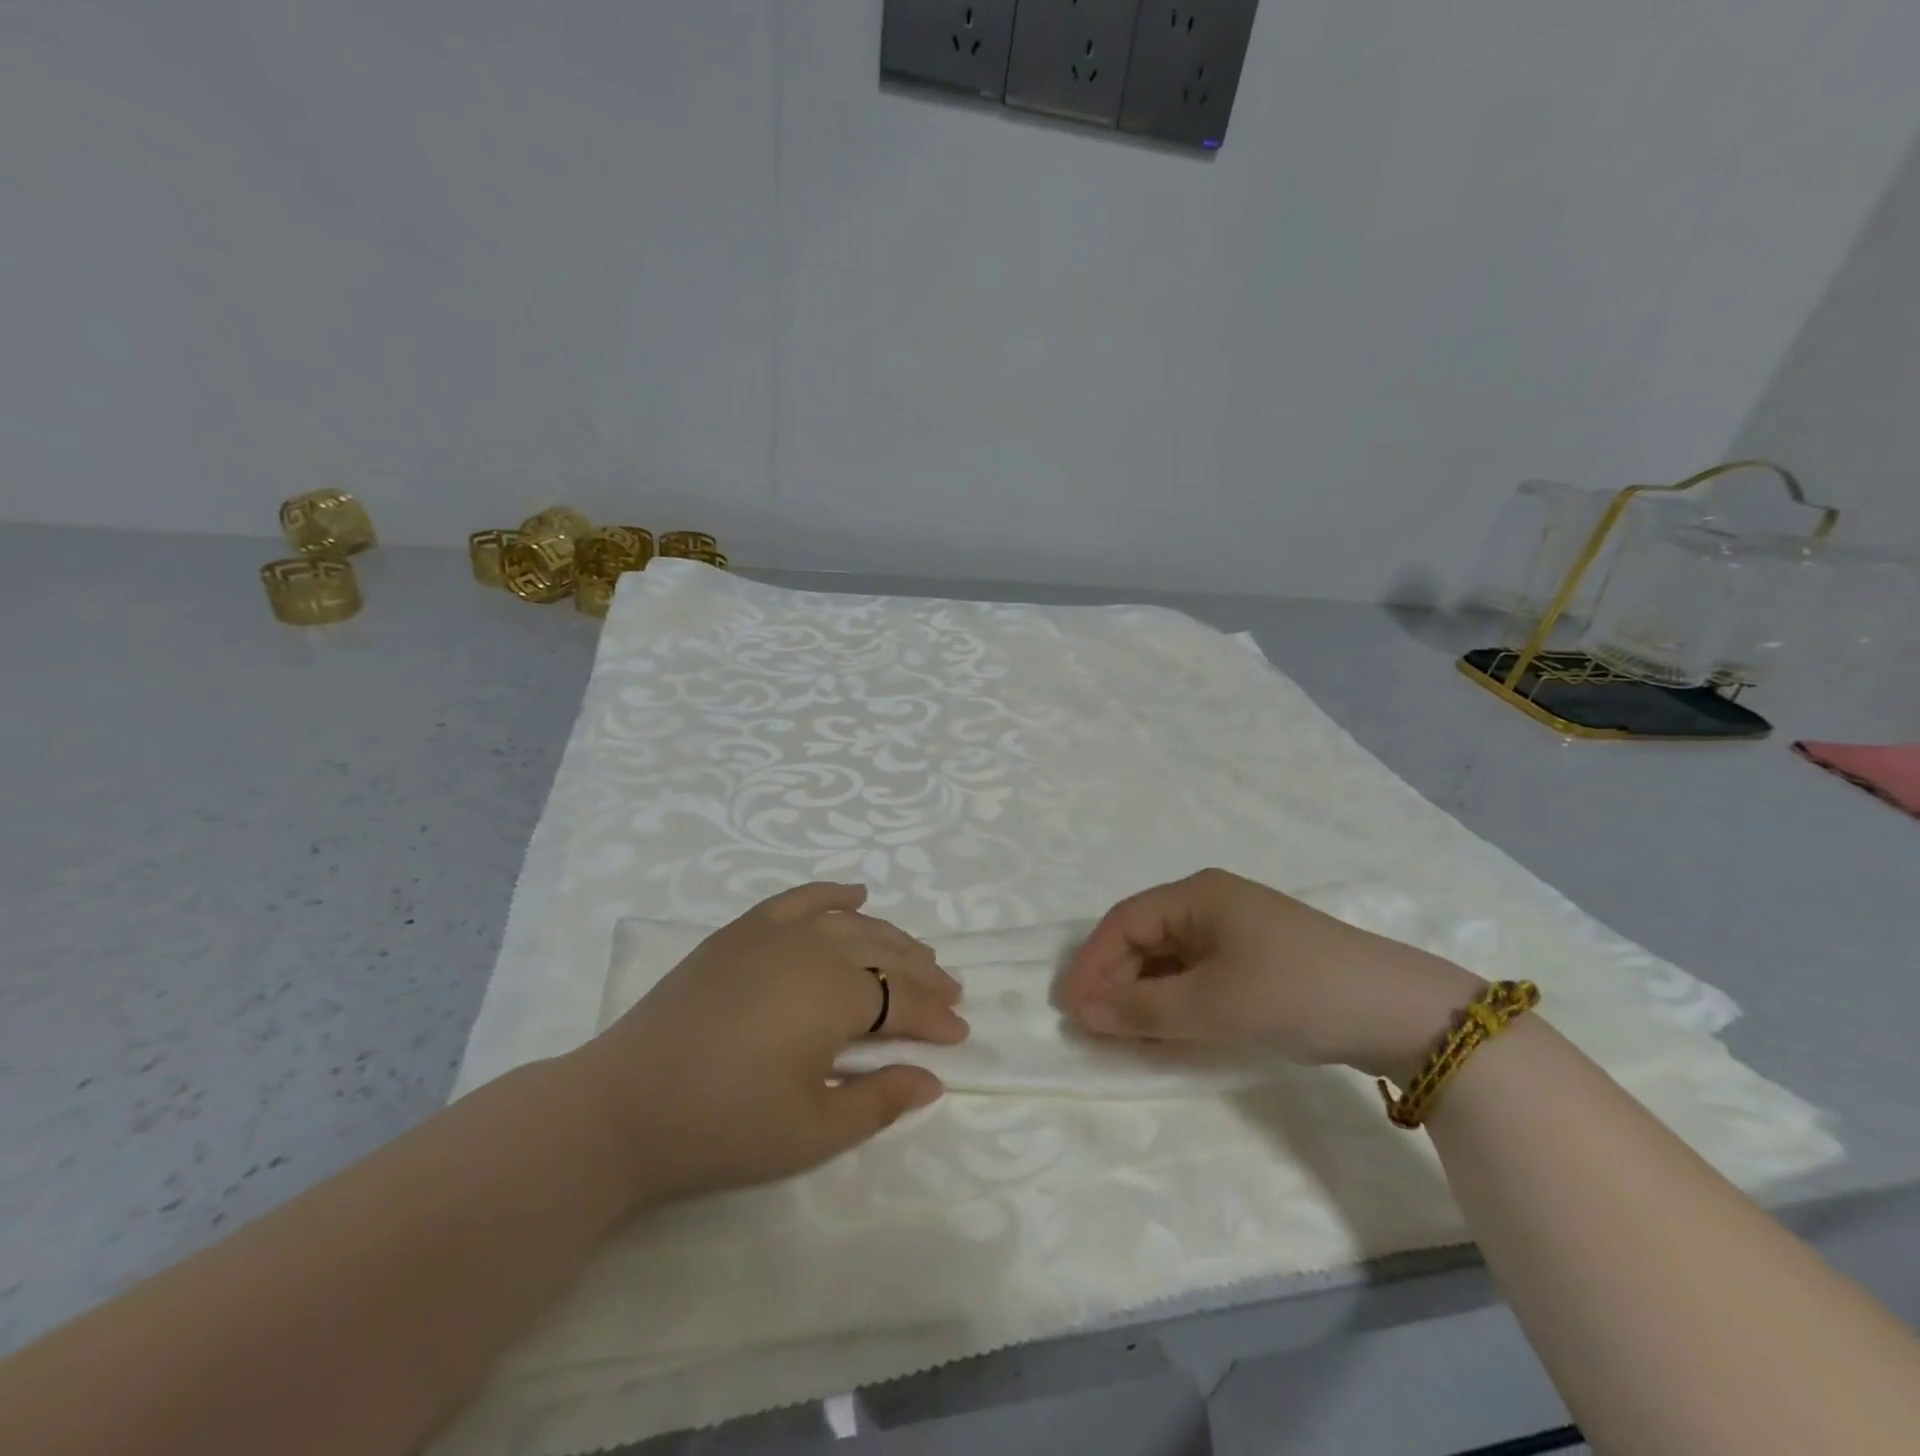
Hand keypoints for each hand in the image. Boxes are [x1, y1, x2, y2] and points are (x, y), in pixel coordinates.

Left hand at [570, 883, 967, 1207]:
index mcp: (833, 994)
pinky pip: (798, 900)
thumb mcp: (811, 1131)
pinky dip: (831, 895)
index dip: (935, 1018)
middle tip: (950, 994)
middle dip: (923, 974)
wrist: (620, 1107)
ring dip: (890, 937)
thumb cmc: (722, 1127)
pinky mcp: (739, 933)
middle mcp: (811, 948)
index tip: (961, 1036)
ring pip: (850, 924)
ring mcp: (772, 934)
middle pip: (883, 953)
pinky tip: (855, 894)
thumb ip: (879, 1101)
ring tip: (917, 956)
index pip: (901, 1000)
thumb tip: (931, 1078)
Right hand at [1056, 868, 1482, 1082]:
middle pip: (1145, 937)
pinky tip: (1167, 1027)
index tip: (1069, 1008)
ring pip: (1170, 957)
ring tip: (1123, 1033)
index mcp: (1197, 895)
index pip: (1124, 922)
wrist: (1401, 1012)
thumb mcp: (1211, 1004)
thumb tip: (1083, 1011)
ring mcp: (1238, 930)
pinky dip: (1176, 999)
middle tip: (1093, 1026)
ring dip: (1143, 993)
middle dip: (1116, 980)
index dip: (1091, 963)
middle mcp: (1212, 903)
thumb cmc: (1294, 992)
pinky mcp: (1258, 958)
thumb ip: (1142, 1009)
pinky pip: (1198, 972)